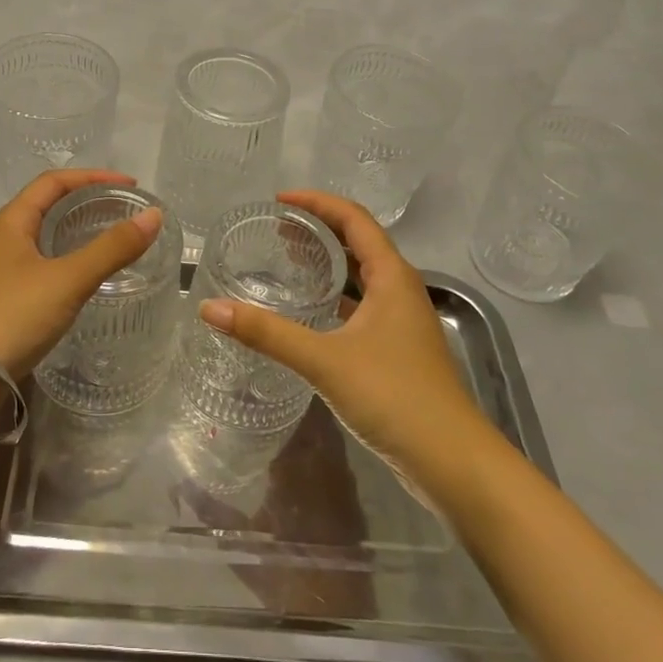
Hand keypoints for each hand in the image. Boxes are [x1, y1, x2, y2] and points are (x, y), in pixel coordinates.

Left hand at [0, 169, 162, 380]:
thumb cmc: (12, 316)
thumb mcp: (68, 279)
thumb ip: (112, 248)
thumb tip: (154, 216)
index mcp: (10, 222)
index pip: (53, 182)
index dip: (93, 177)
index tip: (129, 185)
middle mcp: (1, 239)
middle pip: (47, 207)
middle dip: (86, 203)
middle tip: (123, 213)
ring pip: (43, 239)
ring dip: (76, 233)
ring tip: (110, 242)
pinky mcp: (2, 300)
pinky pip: (40, 267)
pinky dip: (67, 262)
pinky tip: (84, 280)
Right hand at [176, 400, 378, 622]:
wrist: (334, 613)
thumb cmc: (285, 574)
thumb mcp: (239, 542)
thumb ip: (209, 510)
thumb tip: (177, 484)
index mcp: (295, 469)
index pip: (290, 416)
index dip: (275, 396)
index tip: (255, 380)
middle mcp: (323, 466)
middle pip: (313, 417)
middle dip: (294, 397)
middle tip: (268, 382)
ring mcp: (343, 479)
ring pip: (328, 432)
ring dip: (310, 416)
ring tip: (285, 399)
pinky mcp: (353, 495)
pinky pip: (338, 452)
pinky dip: (325, 439)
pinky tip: (308, 438)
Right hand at [195, 190, 488, 494]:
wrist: (452, 461)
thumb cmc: (394, 396)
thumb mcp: (324, 360)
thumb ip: (267, 333)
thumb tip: (210, 308)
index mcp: (392, 277)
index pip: (354, 219)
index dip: (317, 203)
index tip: (278, 200)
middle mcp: (400, 290)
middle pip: (359, 243)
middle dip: (319, 230)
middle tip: (276, 230)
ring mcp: (402, 321)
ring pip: (362, 276)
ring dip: (328, 263)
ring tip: (287, 261)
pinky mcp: (398, 349)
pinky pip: (362, 306)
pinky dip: (335, 297)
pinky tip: (310, 313)